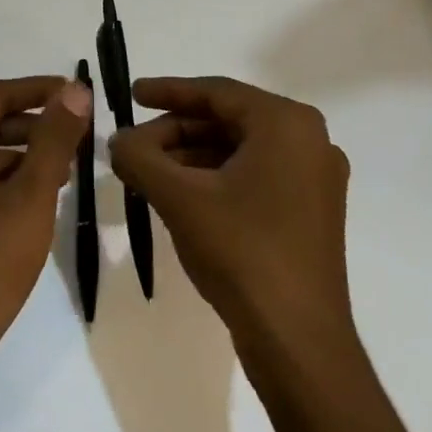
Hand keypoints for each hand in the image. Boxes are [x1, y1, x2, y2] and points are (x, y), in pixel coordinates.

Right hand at [109, 77, 352, 353]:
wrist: (298, 340)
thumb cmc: (241, 252)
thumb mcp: (179, 198)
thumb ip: (140, 158)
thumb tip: (117, 140)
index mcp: (287, 124)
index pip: (217, 92)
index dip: (169, 91)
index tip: (131, 94)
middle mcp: (310, 141)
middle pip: (228, 120)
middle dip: (176, 131)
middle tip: (134, 146)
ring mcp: (315, 178)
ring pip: (240, 150)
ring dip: (192, 156)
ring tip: (148, 171)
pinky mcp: (311, 211)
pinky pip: (256, 175)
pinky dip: (216, 178)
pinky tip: (181, 194)